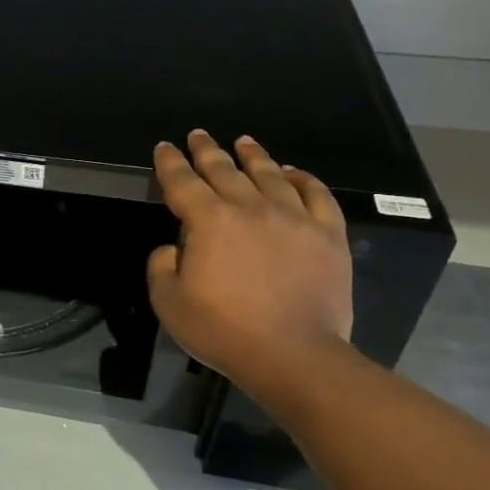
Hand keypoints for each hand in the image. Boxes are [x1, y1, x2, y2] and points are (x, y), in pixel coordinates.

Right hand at [148, 130, 353, 381]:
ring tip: (243, 142)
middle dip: (206, 150)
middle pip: (224, 170)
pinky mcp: (328, 234)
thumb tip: (175, 246)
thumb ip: (162, 265)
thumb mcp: (168, 302)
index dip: (169, 162)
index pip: (182, 181)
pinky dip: (303, 178)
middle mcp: (250, 207)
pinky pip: (316, 194)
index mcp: (208, 220)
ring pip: (270, 174)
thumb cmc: (223, 330)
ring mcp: (293, 217)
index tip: (164, 147)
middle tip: (197, 135)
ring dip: (252, 155)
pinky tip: (293, 172)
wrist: (293, 354)